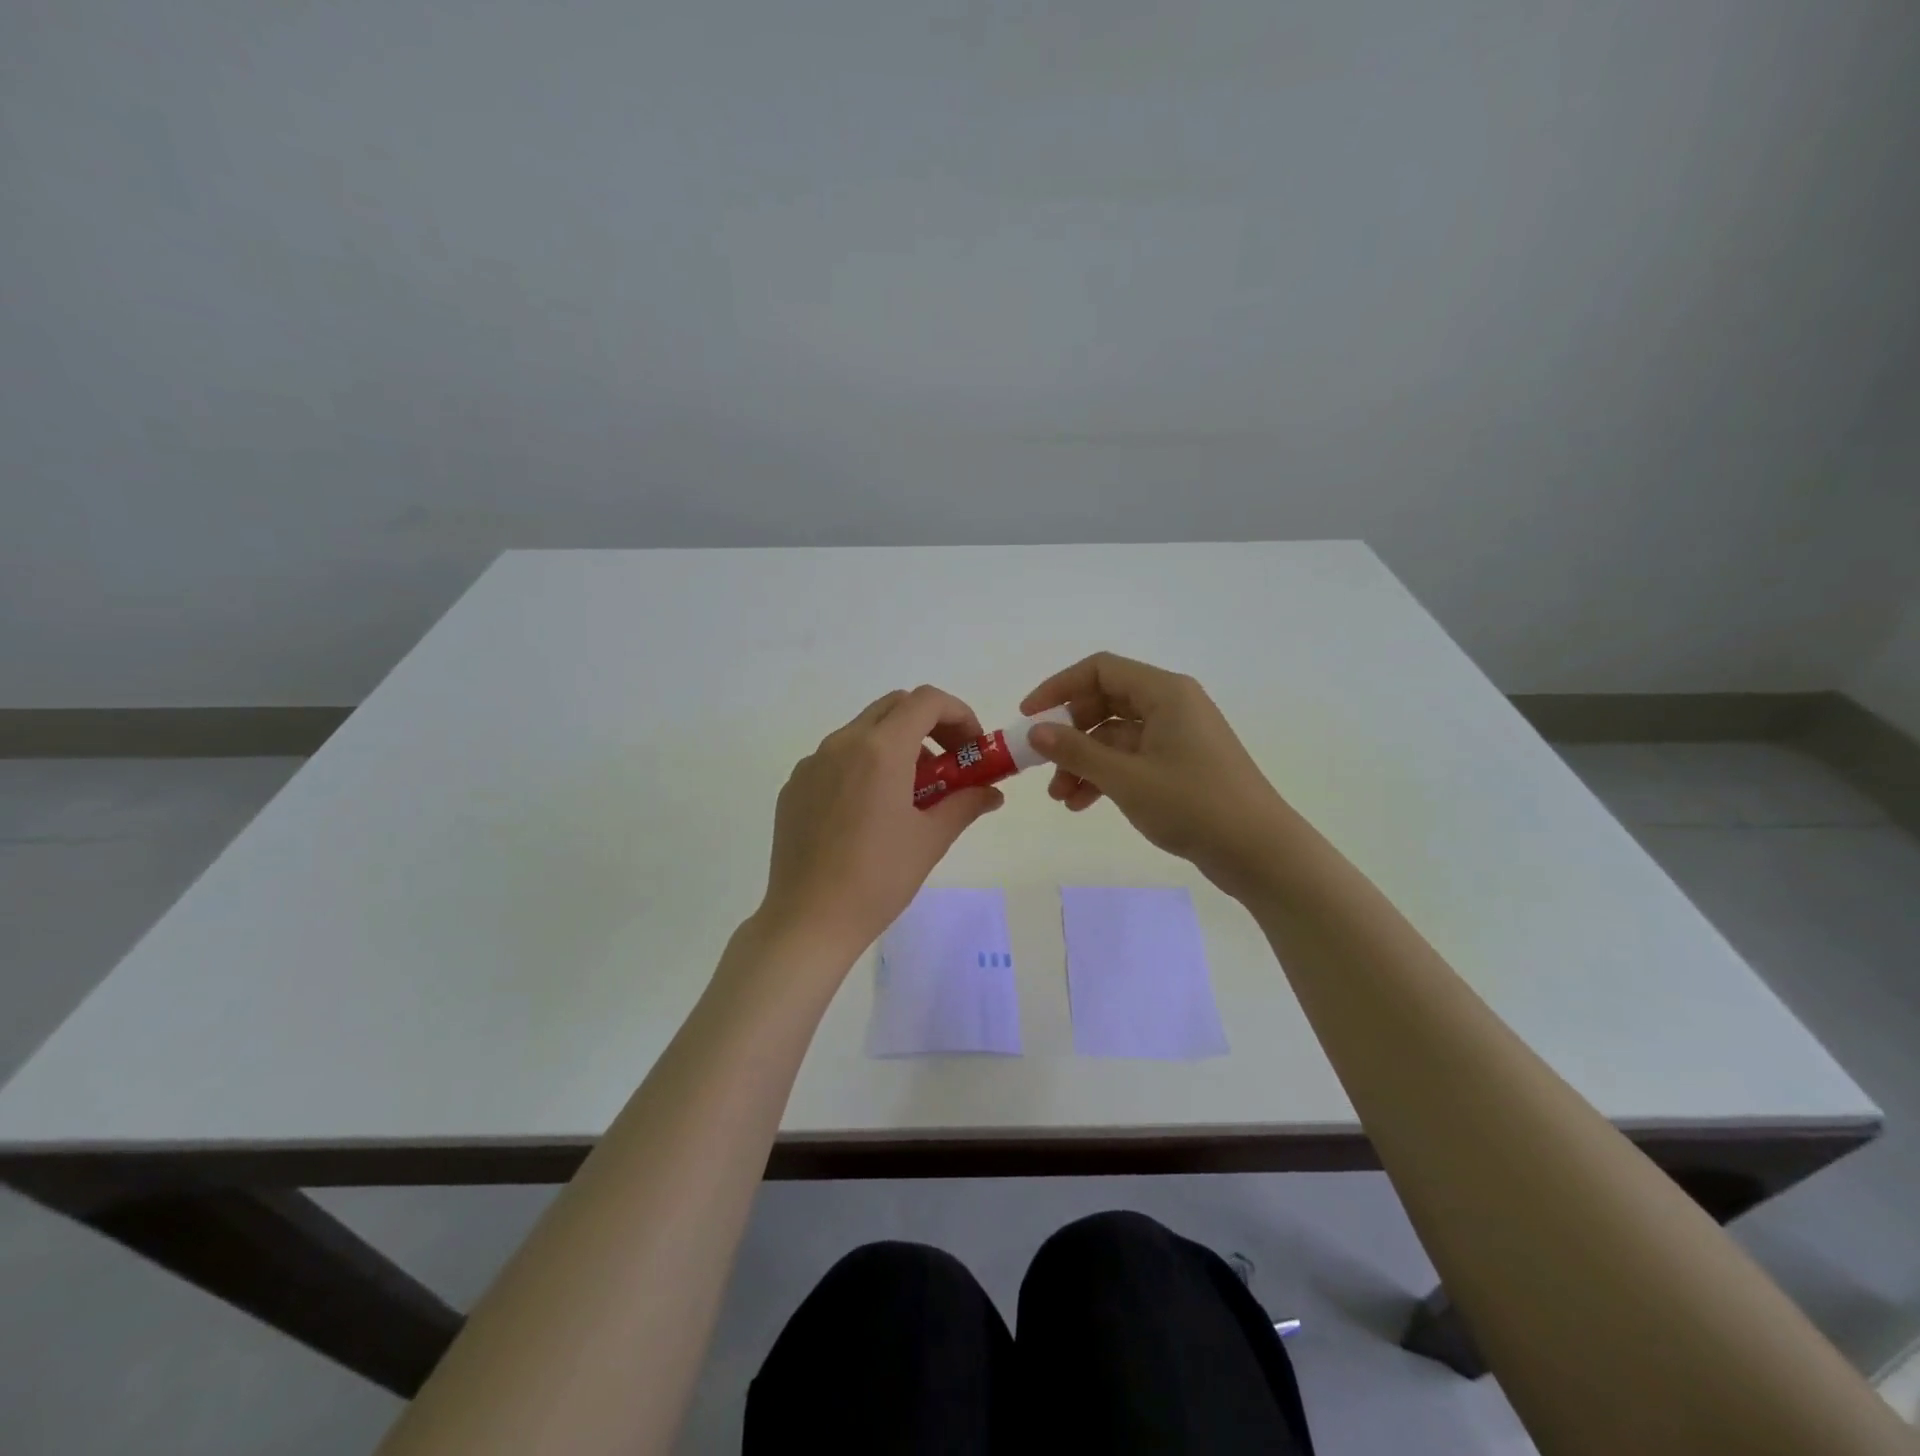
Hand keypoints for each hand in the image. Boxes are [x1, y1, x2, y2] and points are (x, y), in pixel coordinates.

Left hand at [757, 686, 1004, 962]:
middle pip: (894, 707)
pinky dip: (863, 765)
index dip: (958, 715)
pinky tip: (868, 812)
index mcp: (880, 749)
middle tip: (948, 765)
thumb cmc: (878, 878)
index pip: (926, 700)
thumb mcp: (931, 840)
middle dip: (929, 725)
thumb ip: (965, 804)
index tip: (971, 749)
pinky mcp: (794, 786)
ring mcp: (812, 763)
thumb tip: (991, 792)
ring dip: (896, 745)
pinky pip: (836, 758)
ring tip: (910, 794)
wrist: (808, 920)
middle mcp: (842, 743)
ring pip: (863, 731)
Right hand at [1020, 652, 1292, 895]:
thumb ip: (1076, 751)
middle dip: (1069, 734)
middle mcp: (1172, 705)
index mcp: (1165, 692)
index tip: (1028, 717)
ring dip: (1083, 761)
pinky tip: (1082, 804)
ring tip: (1059, 797)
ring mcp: (1178, 736)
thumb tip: (1035, 731)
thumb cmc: (1193, 805)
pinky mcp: (1181, 764)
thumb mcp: (1126, 778)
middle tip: (1042, 763)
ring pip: (1115, 736)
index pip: (1100, 670)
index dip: (1058, 688)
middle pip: (1104, 702)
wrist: (1259, 851)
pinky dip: (1105, 775)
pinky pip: (1131, 758)